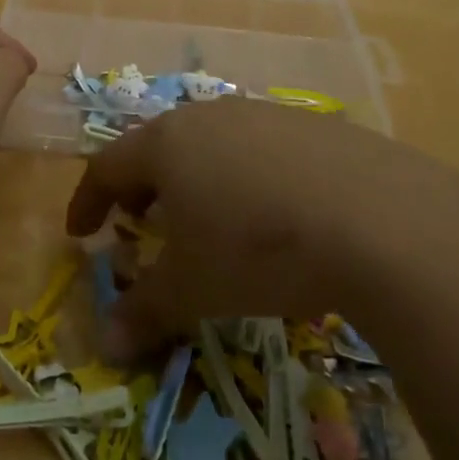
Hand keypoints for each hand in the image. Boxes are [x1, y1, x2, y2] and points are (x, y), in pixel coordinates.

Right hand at [66, 97, 458, 357]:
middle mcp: (210, 117)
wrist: (377, 218)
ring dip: (196, 180)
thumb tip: (106, 343)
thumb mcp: (193, 289)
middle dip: (142, 187)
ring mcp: (264, 116)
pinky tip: (273, 214)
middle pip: (158, 146)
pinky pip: (261, 150)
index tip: (81, 232)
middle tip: (140, 223)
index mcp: (167, 143)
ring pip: (211, 144)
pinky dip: (246, 178)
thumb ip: (144, 311)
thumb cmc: (257, 248)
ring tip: (207, 220)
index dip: (88, 200)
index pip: (108, 165)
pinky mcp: (312, 127)